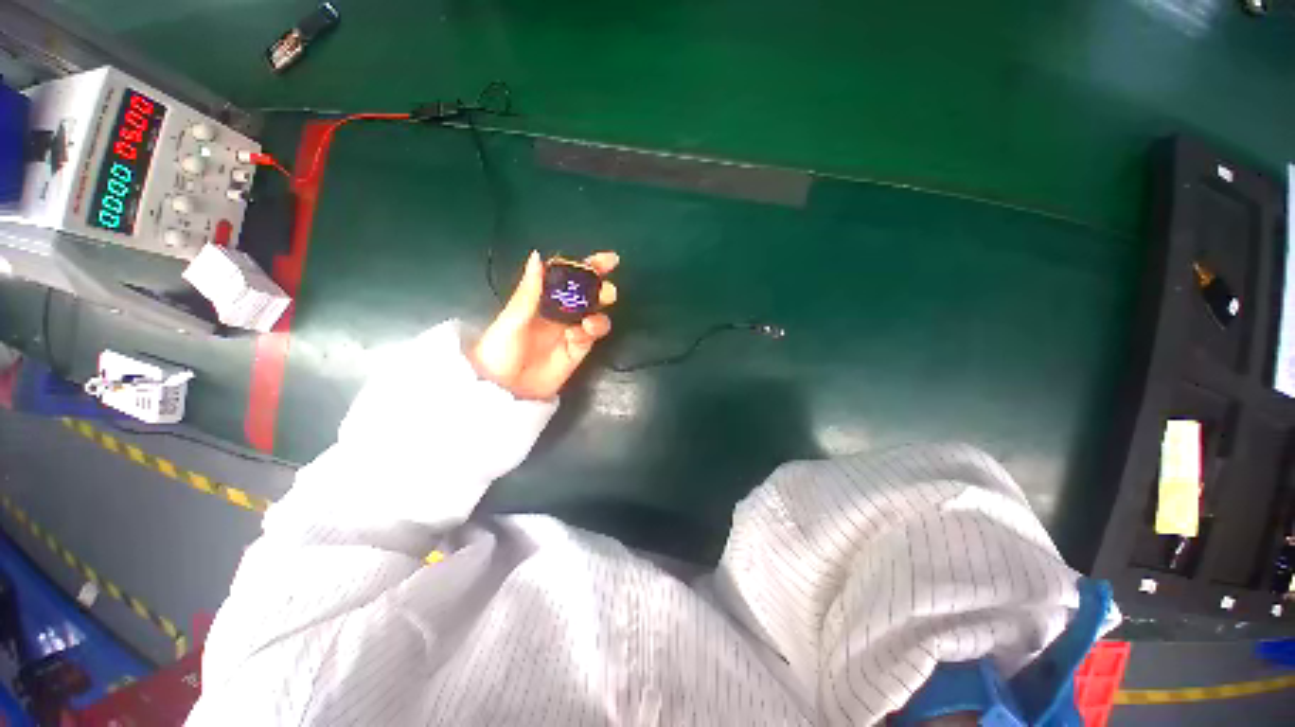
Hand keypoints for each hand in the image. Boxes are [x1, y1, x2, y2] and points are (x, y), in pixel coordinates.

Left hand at [470, 251, 618, 399]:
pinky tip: (584, 333)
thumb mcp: (513, 318)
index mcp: (541, 298)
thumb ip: (530, 291)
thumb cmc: (500, 349)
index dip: (586, 266)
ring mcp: (570, 330)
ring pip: (594, 313)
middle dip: (600, 286)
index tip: (607, 260)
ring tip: (595, 315)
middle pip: (586, 293)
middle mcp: (559, 311)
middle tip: (607, 288)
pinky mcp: (577, 350)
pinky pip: (592, 335)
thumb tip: (539, 256)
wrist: (504, 388)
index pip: (567, 276)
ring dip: (600, 309)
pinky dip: (593, 330)